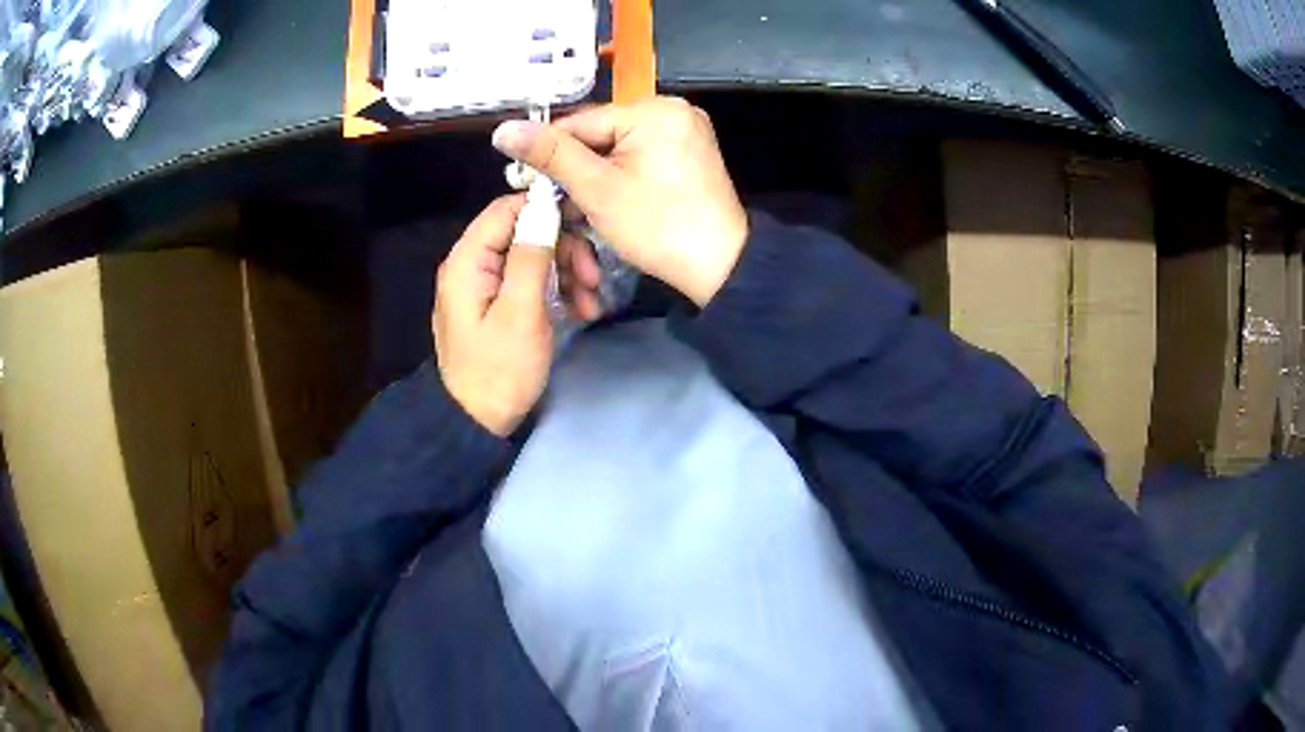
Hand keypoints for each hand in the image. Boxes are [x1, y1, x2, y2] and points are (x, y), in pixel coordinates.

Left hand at [433, 196, 601, 435]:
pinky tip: (581, 311)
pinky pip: (531, 282)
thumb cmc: (499, 370)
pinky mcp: (499, 304)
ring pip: (533, 257)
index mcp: (468, 260)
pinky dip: (557, 291)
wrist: (479, 422)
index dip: (546, 208)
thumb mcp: (520, 312)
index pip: (507, 208)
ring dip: (567, 273)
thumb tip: (545, 208)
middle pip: (524, 232)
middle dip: (564, 248)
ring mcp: (486, 285)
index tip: (586, 222)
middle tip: (594, 276)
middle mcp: (474, 264)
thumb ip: (530, 256)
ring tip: (592, 302)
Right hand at [491, 96, 748, 306]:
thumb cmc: (657, 228)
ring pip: (618, 145)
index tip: (525, 182)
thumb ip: (550, 155)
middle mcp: (673, 109)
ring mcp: (685, 130)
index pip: (581, 121)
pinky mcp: (689, 151)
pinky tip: (608, 198)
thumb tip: (503, 129)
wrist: (719, 267)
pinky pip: (640, 154)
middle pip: (600, 132)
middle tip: (553, 201)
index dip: (548, 152)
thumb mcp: (597, 189)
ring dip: (594, 173)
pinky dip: (619, 174)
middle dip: (575, 166)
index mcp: (655, 109)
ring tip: (579, 205)